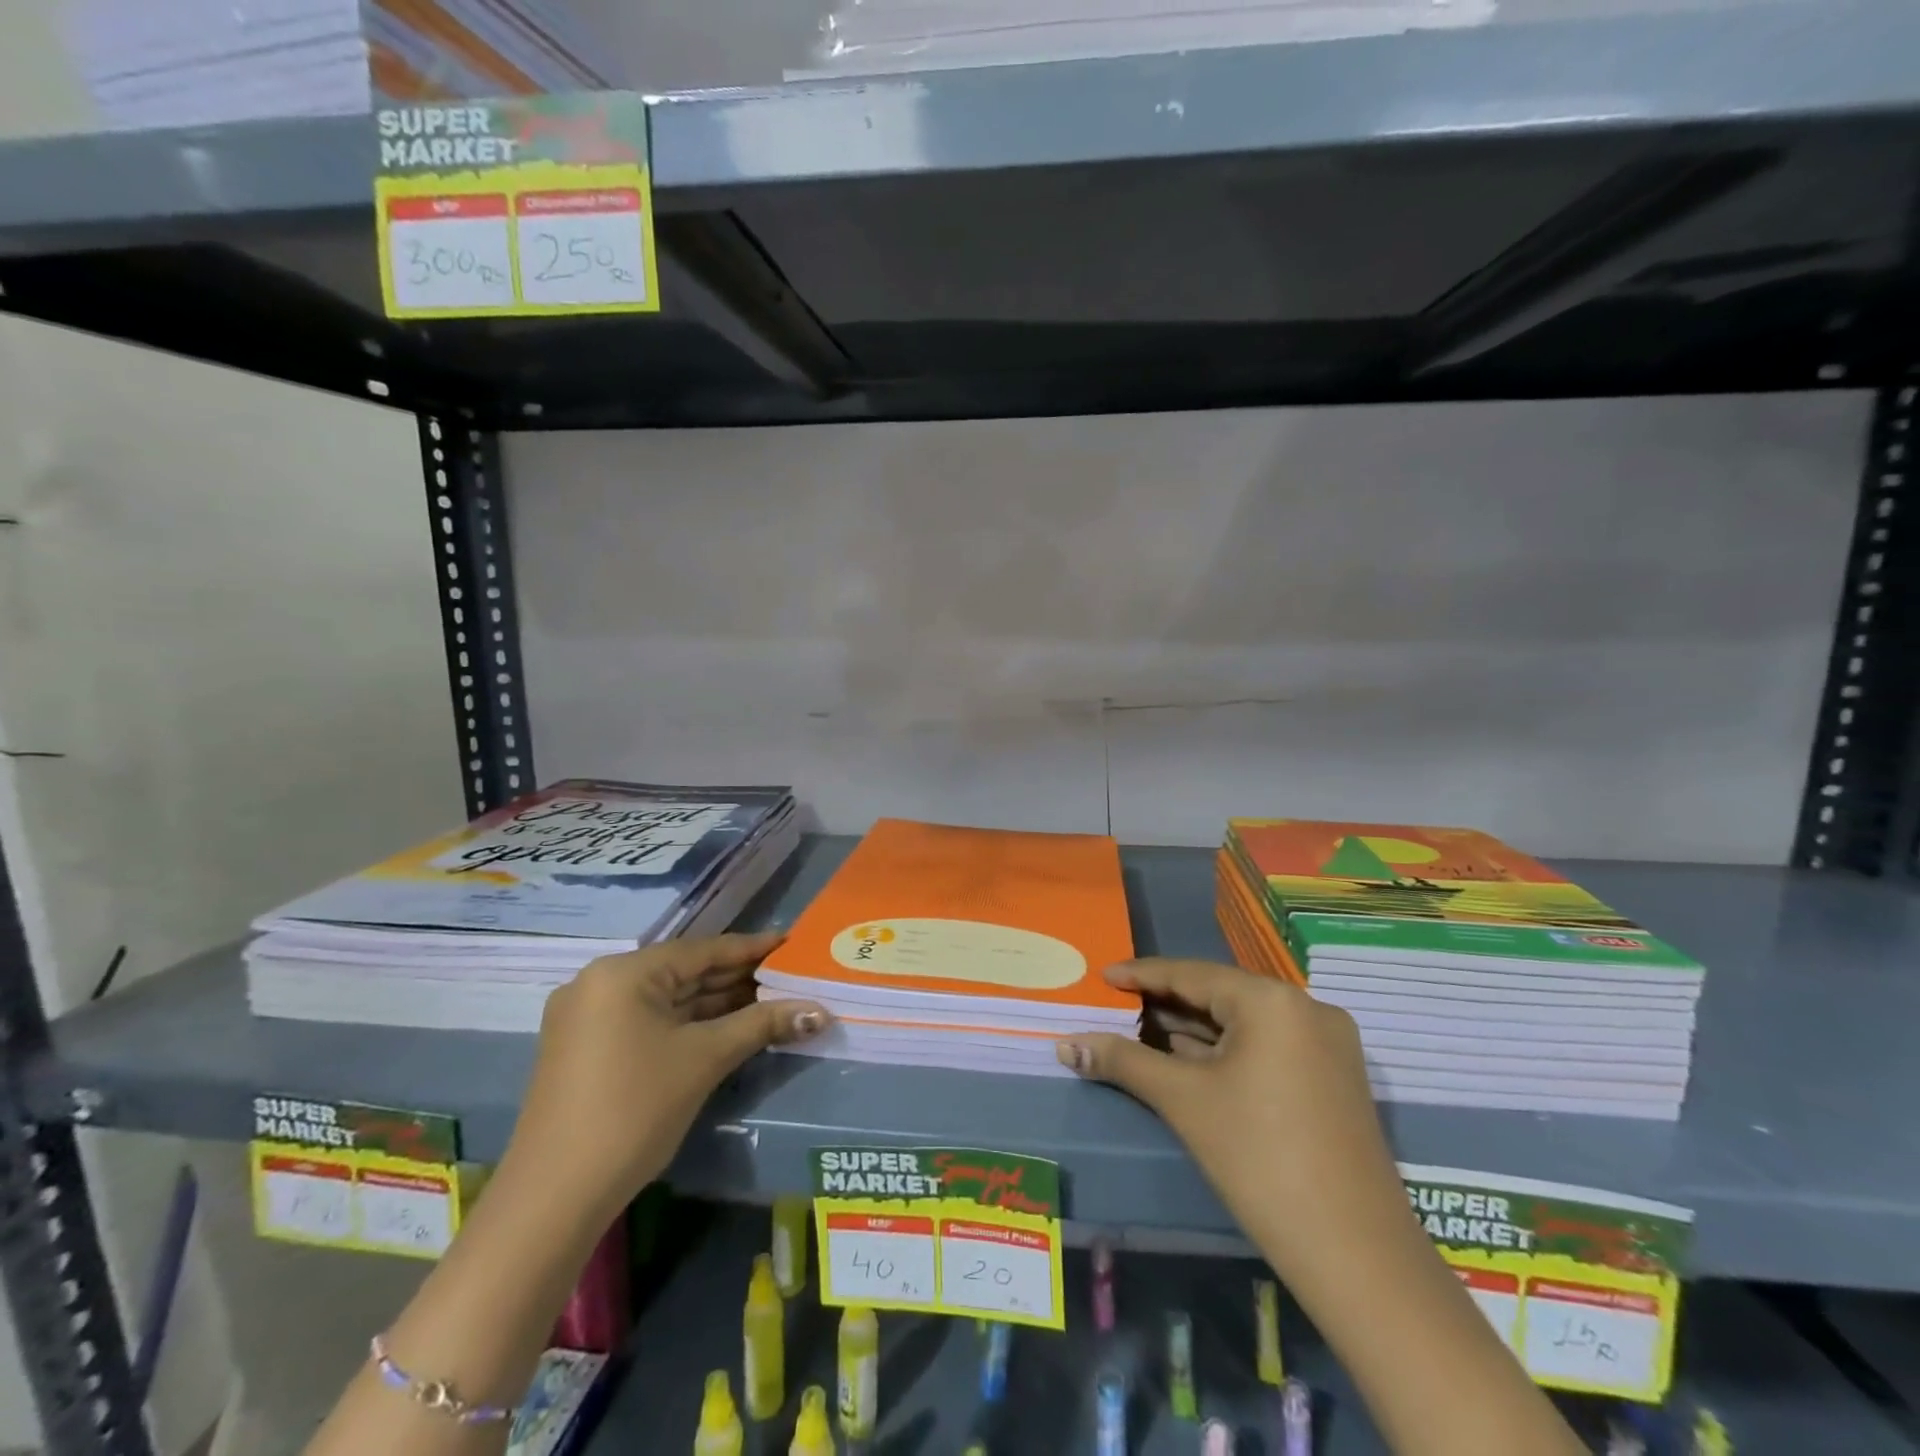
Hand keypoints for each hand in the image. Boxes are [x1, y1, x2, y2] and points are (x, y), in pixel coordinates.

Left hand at [500, 931, 828, 1221]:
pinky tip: (726, 1027)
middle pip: (683, 973)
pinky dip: (687, 1024)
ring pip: (666, 1000)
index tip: (791, 944)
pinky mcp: (586, 1049)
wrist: (553, 1198)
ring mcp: (587, 1018)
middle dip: (736, 979)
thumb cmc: (634, 1110)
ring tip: (770, 1000)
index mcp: (622, 973)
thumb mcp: (705, 1059)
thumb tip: (820, 1010)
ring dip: (715, 1004)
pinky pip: (648, 1021)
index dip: (751, 949)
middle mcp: (599, 984)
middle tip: (789, 976)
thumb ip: (763, 1024)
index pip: (701, 951)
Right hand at [1055, 958, 1411, 1282]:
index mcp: (1272, 1000)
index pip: (1192, 973)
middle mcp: (1306, 1008)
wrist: (1356, 1256)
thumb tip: (1064, 1044)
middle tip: (1117, 1008)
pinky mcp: (1333, 1079)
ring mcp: (1327, 1045)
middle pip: (1220, 995)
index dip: (1142, 975)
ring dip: (1193, 1030)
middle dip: (1166, 1004)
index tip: (1103, 975)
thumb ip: (1123, 1061)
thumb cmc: (1259, 1159)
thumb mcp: (1183, 1101)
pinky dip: (1225, 1052)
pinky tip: (1188, 1061)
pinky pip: (1267, 1047)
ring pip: (1244, 1023)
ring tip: (1141, 1031)